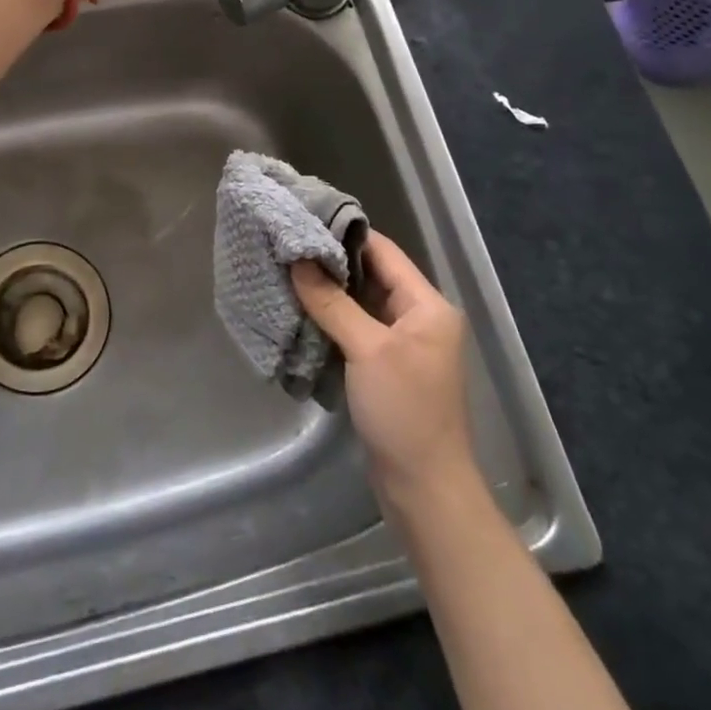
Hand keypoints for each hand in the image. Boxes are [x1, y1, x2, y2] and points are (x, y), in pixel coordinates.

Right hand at [291, 232, 478, 512]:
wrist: (424, 489)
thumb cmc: (405, 411)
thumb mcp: (367, 350)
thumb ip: (332, 302)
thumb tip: (298, 260)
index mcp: (427, 305)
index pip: (382, 251)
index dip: (343, 234)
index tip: (302, 220)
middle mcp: (417, 318)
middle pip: (369, 275)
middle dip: (328, 262)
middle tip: (285, 246)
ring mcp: (400, 344)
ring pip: (358, 303)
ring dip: (325, 292)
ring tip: (284, 272)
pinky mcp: (383, 367)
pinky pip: (354, 329)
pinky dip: (329, 319)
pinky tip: (298, 310)